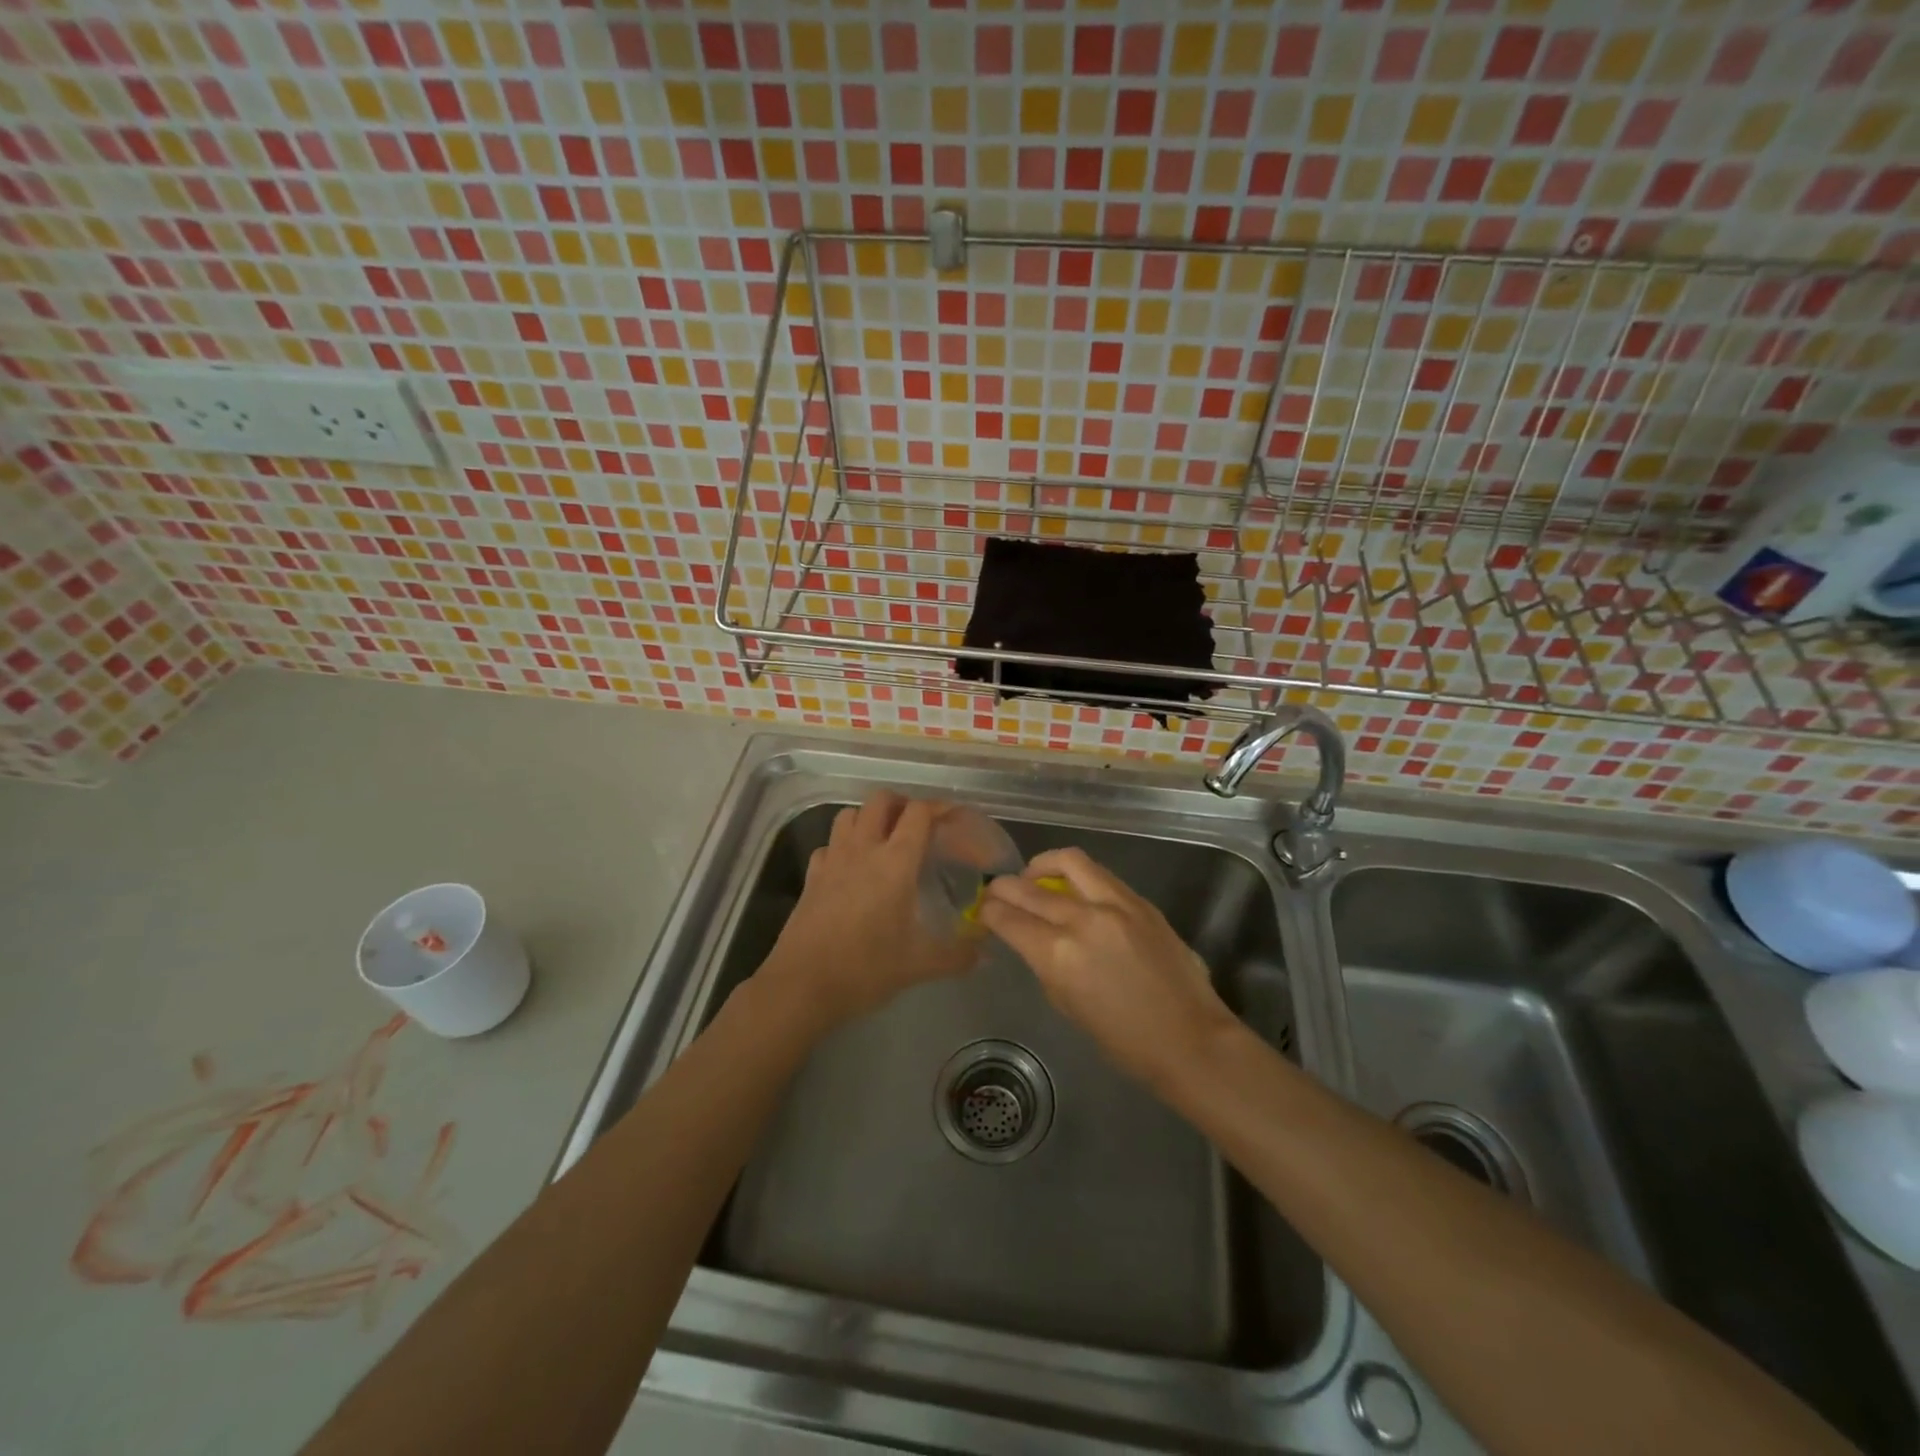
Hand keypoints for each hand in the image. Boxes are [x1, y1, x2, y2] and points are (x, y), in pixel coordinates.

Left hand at [761, 792, 978, 1032]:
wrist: (802, 987)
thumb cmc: (866, 969)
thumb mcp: (919, 965)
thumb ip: (957, 956)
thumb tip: (986, 956)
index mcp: (895, 862)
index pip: (919, 813)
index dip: (939, 808)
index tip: (954, 818)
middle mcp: (863, 850)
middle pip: (880, 800)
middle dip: (902, 804)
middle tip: (918, 826)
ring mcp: (832, 860)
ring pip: (849, 814)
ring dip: (869, 818)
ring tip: (884, 839)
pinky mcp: (811, 877)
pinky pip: (828, 845)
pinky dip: (842, 846)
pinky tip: (851, 868)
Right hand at [979, 847, 1236, 1089]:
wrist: (1189, 1038)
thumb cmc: (1123, 1040)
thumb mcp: (1067, 1005)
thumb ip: (1046, 963)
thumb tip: (1033, 939)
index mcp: (1058, 954)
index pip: (1008, 918)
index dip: (988, 911)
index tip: (982, 910)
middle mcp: (1082, 919)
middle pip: (1029, 887)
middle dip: (1005, 886)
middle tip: (997, 891)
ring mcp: (1115, 904)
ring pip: (1068, 861)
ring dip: (1042, 865)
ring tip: (1034, 875)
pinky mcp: (1140, 901)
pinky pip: (1099, 874)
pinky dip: (1078, 875)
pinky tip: (1073, 889)